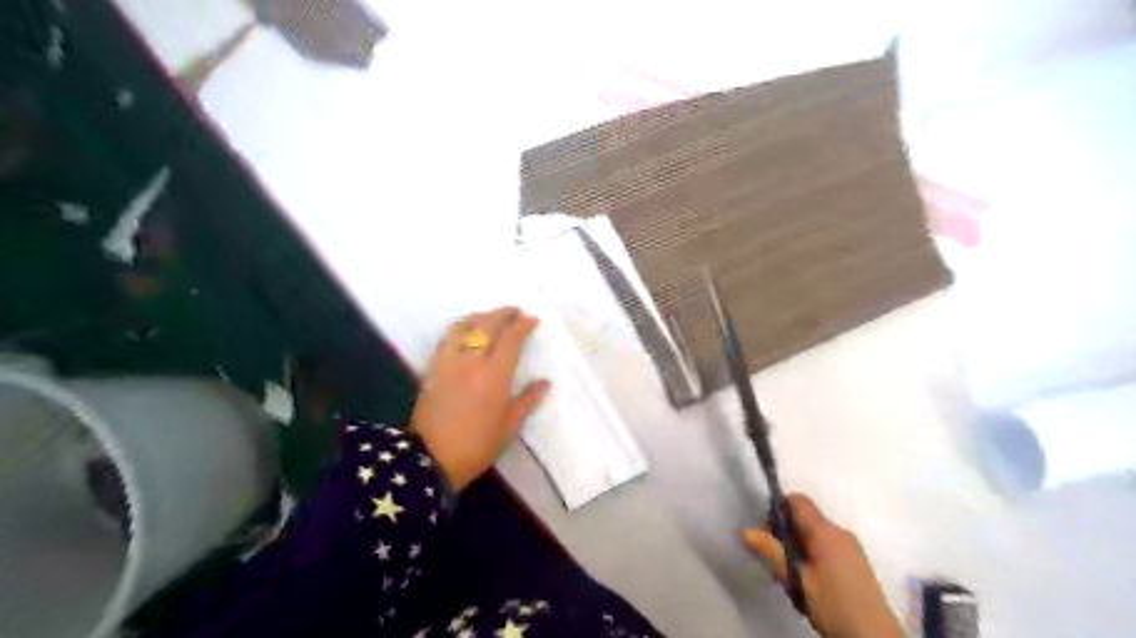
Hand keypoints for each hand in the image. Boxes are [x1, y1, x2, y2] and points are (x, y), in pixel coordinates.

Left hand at [412, 307, 551, 489]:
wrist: (431, 458)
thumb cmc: (477, 445)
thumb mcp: (509, 426)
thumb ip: (527, 400)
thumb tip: (545, 383)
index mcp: (495, 373)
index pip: (511, 338)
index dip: (523, 325)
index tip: (533, 320)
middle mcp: (472, 360)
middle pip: (487, 325)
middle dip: (503, 313)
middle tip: (515, 311)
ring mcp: (449, 361)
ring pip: (463, 326)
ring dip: (479, 316)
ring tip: (489, 317)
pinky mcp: (433, 368)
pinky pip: (446, 338)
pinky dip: (459, 328)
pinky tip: (464, 332)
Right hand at [748, 495, 905, 637]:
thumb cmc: (834, 606)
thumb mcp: (797, 580)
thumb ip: (771, 552)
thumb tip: (744, 531)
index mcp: (825, 532)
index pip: (797, 500)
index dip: (777, 509)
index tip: (766, 532)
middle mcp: (840, 532)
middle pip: (804, 517)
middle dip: (784, 531)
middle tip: (774, 558)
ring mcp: (851, 546)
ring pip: (814, 533)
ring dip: (797, 545)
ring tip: (791, 574)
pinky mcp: (856, 561)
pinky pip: (827, 544)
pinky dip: (812, 553)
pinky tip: (809, 579)